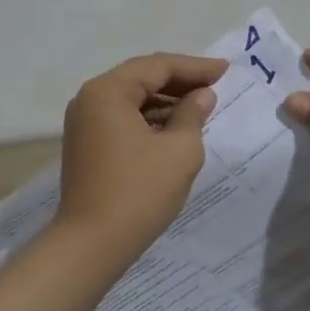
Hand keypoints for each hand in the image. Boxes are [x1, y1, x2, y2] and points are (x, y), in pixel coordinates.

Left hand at [54, 52, 227, 262]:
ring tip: (201, 107)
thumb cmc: (139, 192)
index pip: (157, 66)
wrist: (92, 244)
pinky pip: (122, 118)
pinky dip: (149, 119)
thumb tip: (202, 95)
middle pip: (141, 78)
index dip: (194, 67)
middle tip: (215, 85)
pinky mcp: (86, 144)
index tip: (225, 70)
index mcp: (108, 91)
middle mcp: (90, 99)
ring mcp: (84, 122)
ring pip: (132, 99)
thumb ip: (193, 115)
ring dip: (165, 101)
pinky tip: (175, 128)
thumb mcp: (179, 151)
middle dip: (180, 81)